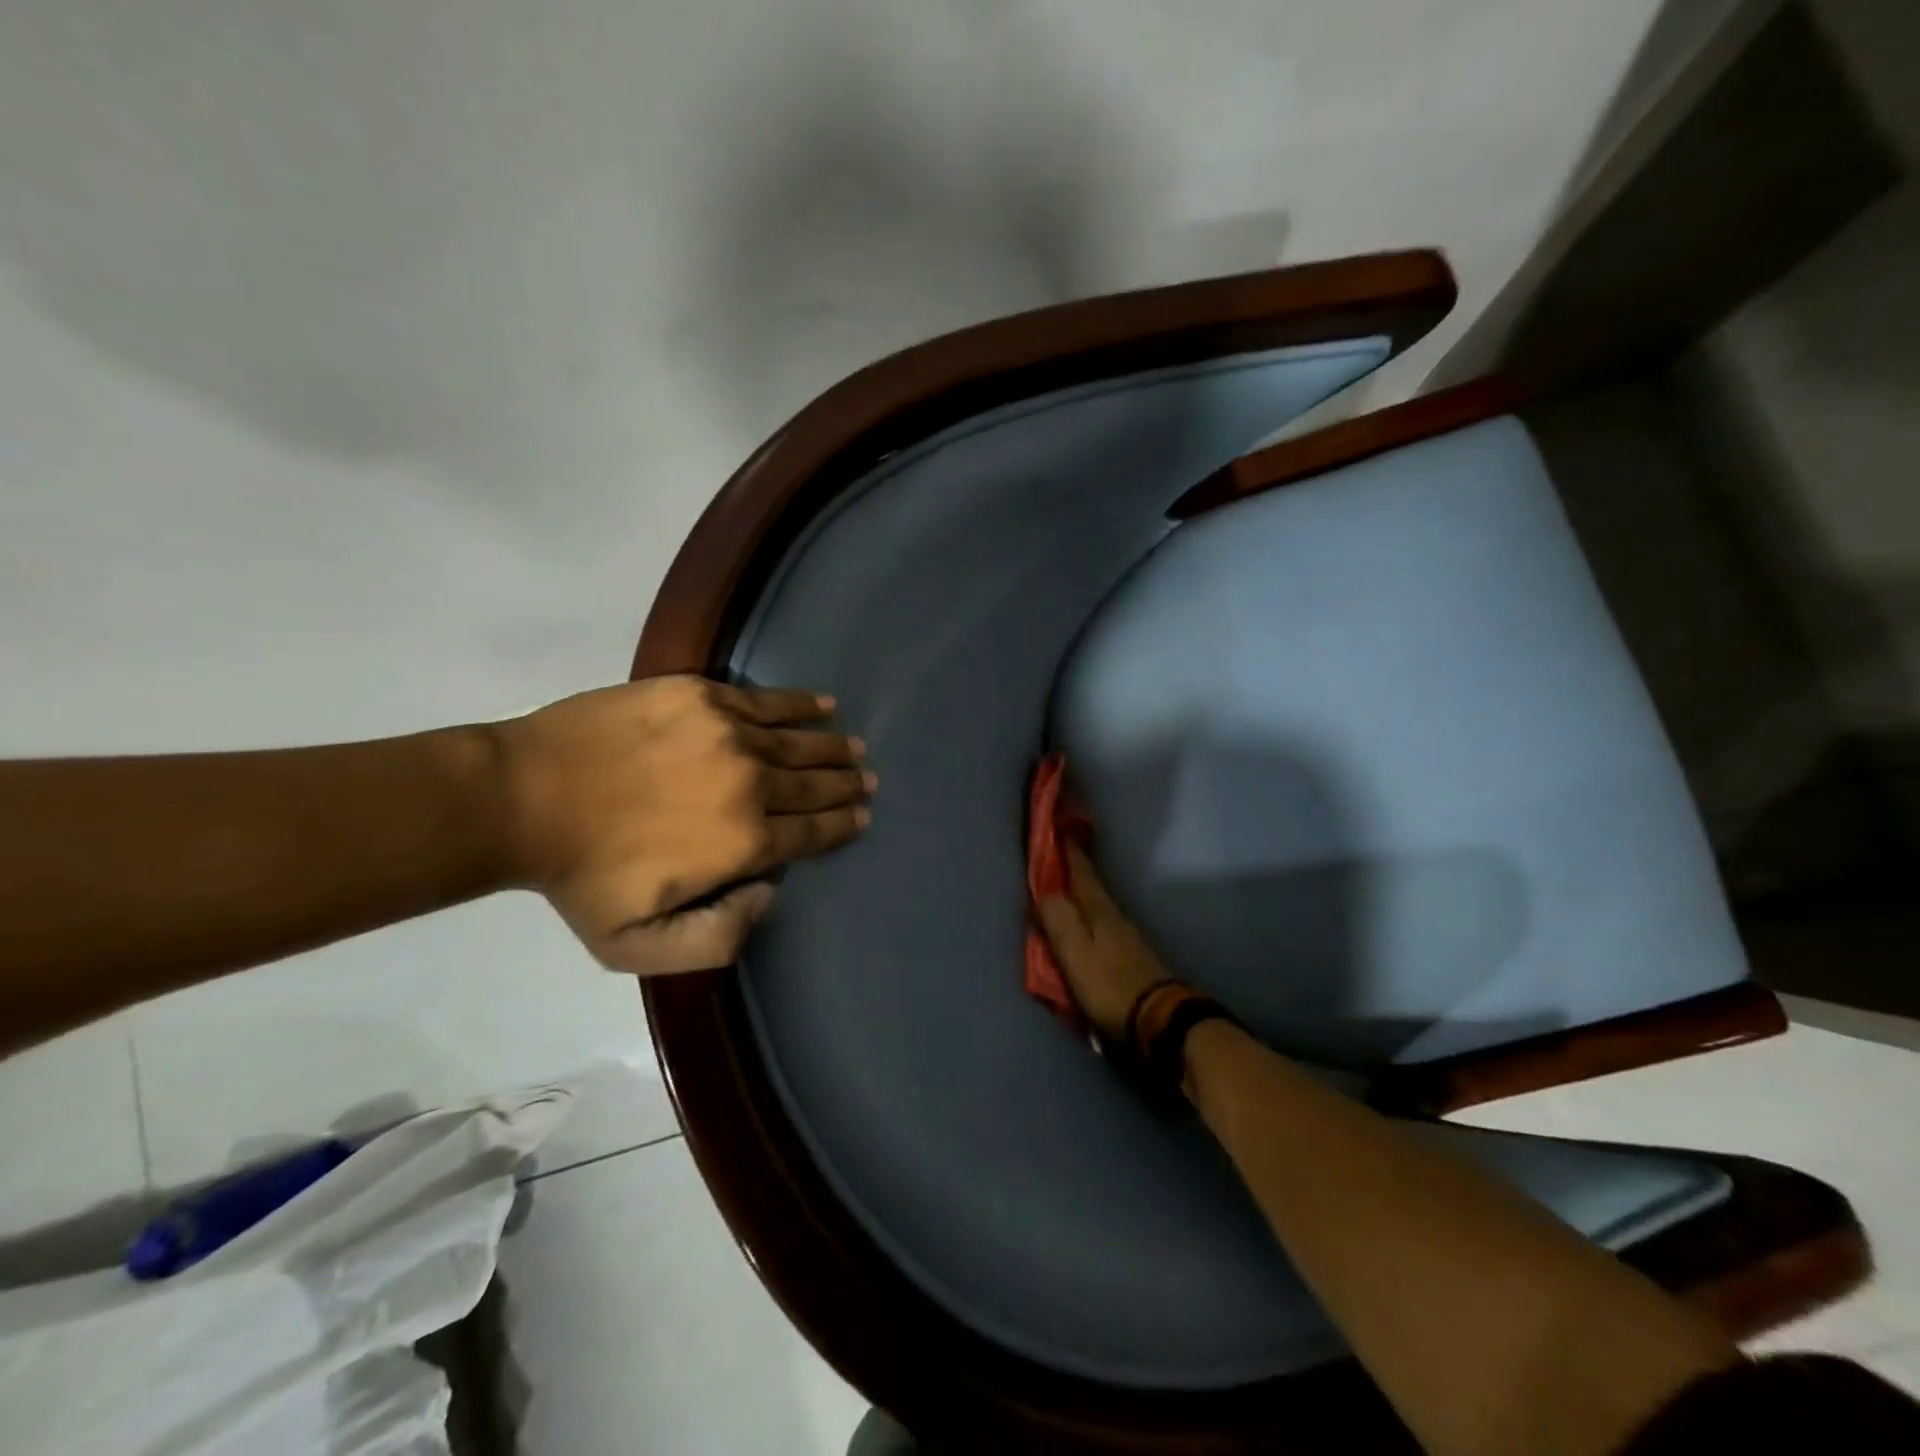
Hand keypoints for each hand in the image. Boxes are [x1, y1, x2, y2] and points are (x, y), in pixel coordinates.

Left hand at [491, 677, 871, 974]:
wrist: (521, 797)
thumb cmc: (582, 878)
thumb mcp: (640, 948)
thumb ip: (719, 938)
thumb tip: (771, 892)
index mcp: (745, 842)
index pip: (812, 832)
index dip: (842, 825)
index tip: (863, 816)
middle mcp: (751, 782)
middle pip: (813, 784)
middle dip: (846, 784)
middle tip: (867, 780)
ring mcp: (728, 732)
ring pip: (798, 741)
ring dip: (832, 746)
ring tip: (854, 747)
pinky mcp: (702, 697)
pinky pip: (767, 700)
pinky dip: (800, 704)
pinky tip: (823, 705)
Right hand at [1035, 844, 1171, 1039]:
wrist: (1159, 1020)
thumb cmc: (1109, 984)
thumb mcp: (1075, 952)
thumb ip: (1058, 919)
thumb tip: (1044, 891)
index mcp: (1098, 911)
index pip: (1080, 872)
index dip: (1069, 851)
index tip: (1060, 826)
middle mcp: (1114, 917)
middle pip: (1089, 887)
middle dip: (1074, 870)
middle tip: (1058, 856)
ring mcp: (1126, 938)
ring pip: (1096, 907)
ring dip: (1080, 896)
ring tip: (1065, 892)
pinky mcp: (1131, 958)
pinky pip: (1102, 927)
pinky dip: (1088, 919)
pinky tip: (1084, 927)